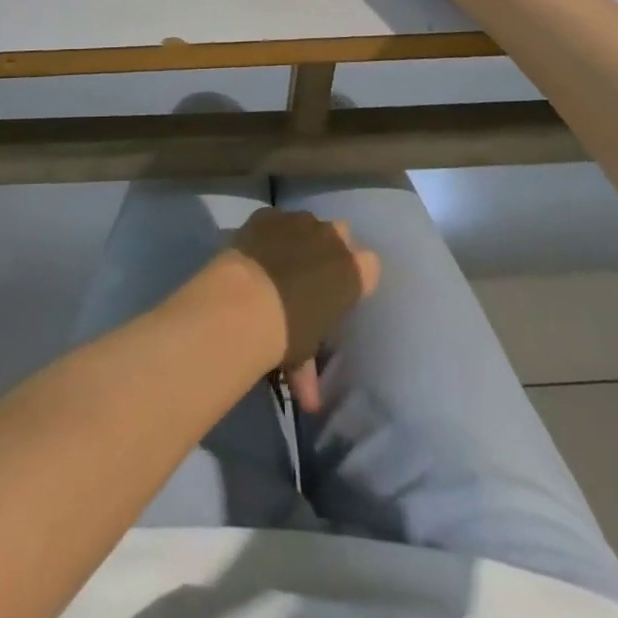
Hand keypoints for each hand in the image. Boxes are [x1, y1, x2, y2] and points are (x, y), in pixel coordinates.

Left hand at [225, 207, 379, 412]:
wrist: (246, 302)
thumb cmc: (287, 333)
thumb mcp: (304, 354)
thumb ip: (309, 371)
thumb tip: (311, 403)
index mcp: (352, 273)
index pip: (370, 265)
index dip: (356, 275)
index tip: (341, 290)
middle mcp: (332, 239)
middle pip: (341, 234)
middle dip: (329, 249)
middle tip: (311, 273)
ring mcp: (299, 221)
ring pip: (308, 222)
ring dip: (299, 237)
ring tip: (280, 260)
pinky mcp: (269, 214)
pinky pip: (275, 219)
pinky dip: (269, 231)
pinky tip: (256, 250)